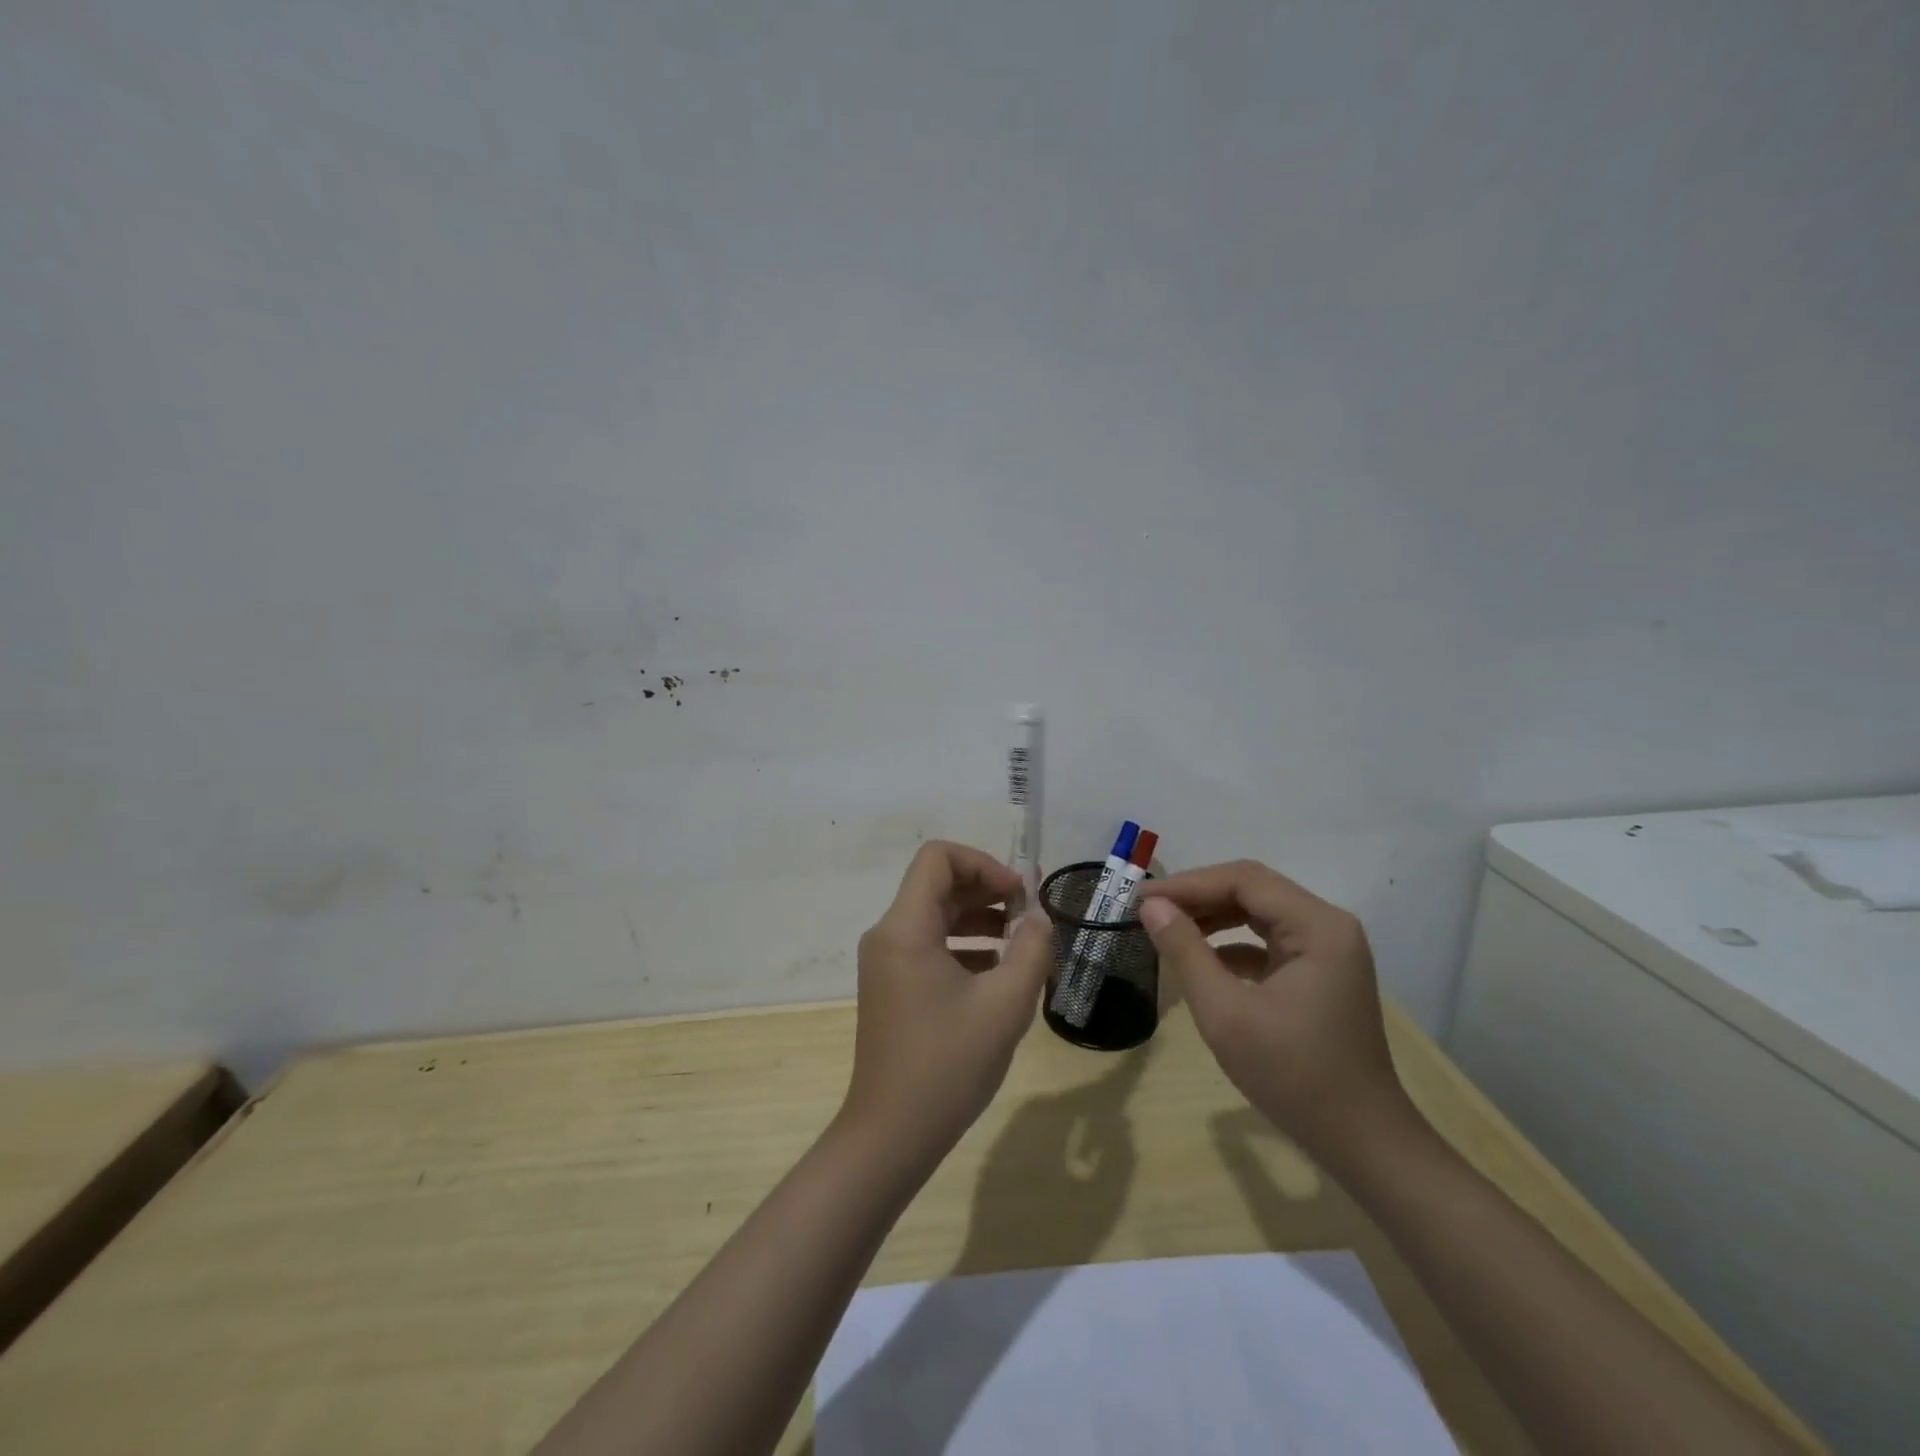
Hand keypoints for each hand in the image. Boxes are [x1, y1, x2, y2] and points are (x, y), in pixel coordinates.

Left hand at [840, 842, 1053, 1165]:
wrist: (892, 1134)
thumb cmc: (948, 1064)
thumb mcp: (1005, 1005)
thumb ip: (1031, 949)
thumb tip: (1040, 917)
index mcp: (905, 927)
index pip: (938, 857)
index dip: (984, 864)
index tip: (1019, 895)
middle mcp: (888, 935)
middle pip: (938, 884)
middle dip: (988, 891)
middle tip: (1029, 917)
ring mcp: (886, 962)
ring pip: (935, 915)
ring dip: (980, 919)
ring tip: (1022, 946)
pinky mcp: (892, 986)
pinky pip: (929, 945)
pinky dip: (965, 946)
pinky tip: (999, 974)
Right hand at [1137, 860, 1403, 1156]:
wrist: (1362, 1142)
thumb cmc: (1293, 1075)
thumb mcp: (1226, 1012)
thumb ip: (1186, 951)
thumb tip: (1151, 906)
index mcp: (1317, 926)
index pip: (1244, 880)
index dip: (1188, 884)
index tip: (1141, 897)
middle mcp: (1328, 926)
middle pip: (1253, 890)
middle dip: (1198, 896)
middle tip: (1148, 909)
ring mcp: (1327, 950)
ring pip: (1259, 912)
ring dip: (1212, 916)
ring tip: (1166, 926)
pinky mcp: (1320, 973)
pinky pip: (1269, 940)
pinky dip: (1232, 942)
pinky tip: (1200, 959)